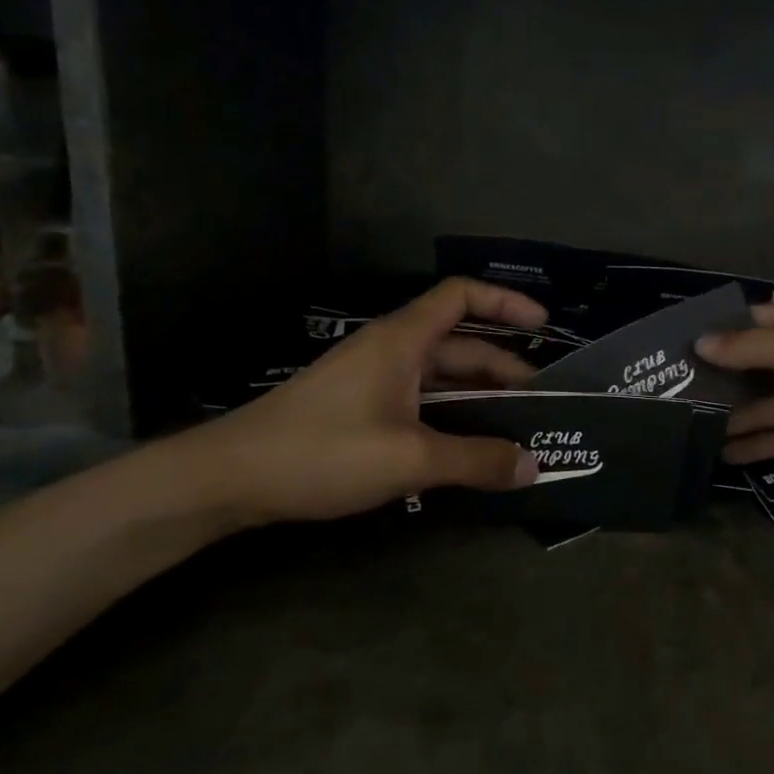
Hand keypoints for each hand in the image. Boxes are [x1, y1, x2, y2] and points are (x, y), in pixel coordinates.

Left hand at [172, 278, 546, 523]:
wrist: (230, 477)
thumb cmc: (322, 451)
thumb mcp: (409, 457)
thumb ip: (475, 460)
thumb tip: (532, 466)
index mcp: (402, 340)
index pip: (461, 296)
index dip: (506, 303)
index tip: (544, 326)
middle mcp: (392, 350)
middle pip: (460, 345)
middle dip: (505, 369)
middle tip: (543, 404)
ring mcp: (374, 380)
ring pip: (441, 378)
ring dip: (480, 398)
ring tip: (517, 428)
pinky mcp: (361, 409)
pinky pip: (421, 402)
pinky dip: (452, 417)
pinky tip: (469, 448)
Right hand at [697, 301, 773, 493]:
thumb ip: (755, 348)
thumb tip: (702, 342)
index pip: (761, 318)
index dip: (722, 326)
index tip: (678, 340)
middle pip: (761, 362)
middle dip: (722, 372)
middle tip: (672, 386)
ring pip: (769, 402)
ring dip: (734, 412)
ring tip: (687, 424)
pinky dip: (758, 444)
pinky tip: (723, 454)